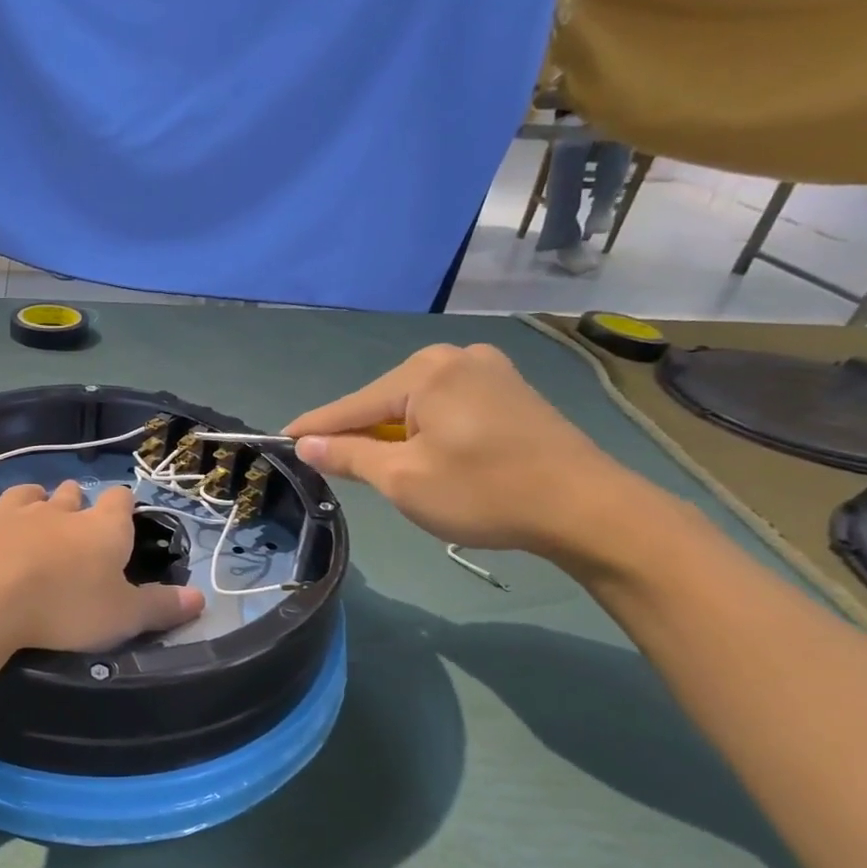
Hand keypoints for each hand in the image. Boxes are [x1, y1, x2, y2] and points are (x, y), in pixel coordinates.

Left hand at [0, 482, 204, 654]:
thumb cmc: (61, 609)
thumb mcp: (121, 618)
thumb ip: (160, 607)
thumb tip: (201, 599)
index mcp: (98, 528)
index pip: (119, 502)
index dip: (121, 508)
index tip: (120, 520)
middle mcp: (51, 510)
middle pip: (67, 494)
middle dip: (71, 505)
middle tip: (70, 529)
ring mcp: (1, 511)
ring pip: (20, 496)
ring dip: (26, 506)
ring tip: (25, 526)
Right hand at [282, 343, 647, 556]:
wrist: (587, 508)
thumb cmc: (484, 492)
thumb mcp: (402, 479)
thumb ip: (348, 456)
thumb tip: (306, 443)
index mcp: (425, 372)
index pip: (350, 405)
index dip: (313, 429)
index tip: (279, 441)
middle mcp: (454, 358)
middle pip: (382, 401)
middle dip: (356, 433)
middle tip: (331, 467)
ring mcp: (488, 371)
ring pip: (414, 405)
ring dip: (391, 434)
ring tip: (377, 468)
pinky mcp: (510, 391)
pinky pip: (445, 407)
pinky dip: (424, 430)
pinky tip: (424, 455)